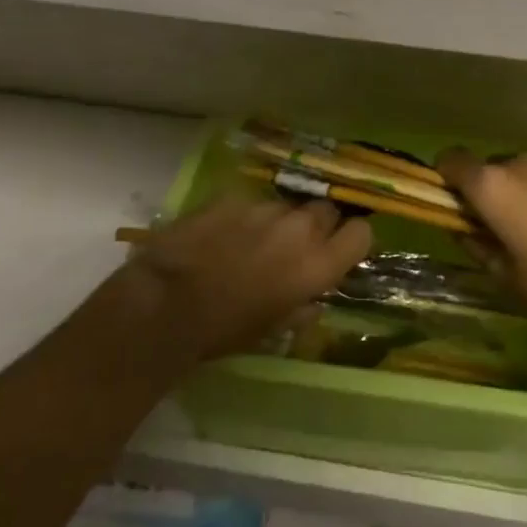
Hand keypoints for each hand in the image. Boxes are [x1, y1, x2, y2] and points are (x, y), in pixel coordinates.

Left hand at [122, 197, 372, 359]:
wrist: (165, 304)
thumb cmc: (224, 330)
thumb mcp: (273, 330)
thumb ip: (303, 308)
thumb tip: (314, 299)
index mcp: (317, 265)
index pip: (361, 233)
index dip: (352, 239)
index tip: (340, 249)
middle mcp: (300, 229)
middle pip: (327, 210)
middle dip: (318, 224)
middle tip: (295, 245)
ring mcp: (265, 208)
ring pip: (287, 206)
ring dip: (280, 221)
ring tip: (253, 242)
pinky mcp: (233, 196)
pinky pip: (251, 202)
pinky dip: (245, 216)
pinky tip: (223, 235)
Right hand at [438, 152, 526, 336]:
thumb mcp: (509, 278)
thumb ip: (479, 249)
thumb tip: (465, 232)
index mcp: (492, 186)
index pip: (450, 160)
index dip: (444, 179)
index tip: (452, 206)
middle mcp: (521, 165)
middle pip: (490, 168)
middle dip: (488, 193)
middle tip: (499, 230)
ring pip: (526, 173)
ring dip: (523, 194)